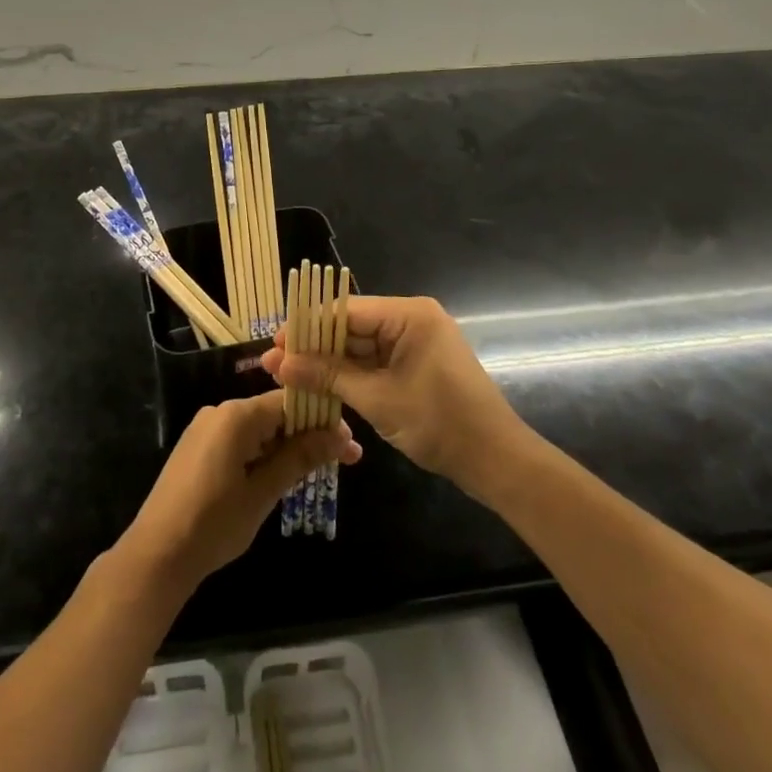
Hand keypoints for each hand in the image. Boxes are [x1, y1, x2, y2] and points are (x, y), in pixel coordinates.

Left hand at [117, 391, 359, 596]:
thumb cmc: (212, 524)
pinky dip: (264, 454)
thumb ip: (299, 459)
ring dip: (287, 447)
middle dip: (308, 434)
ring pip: (259, 429)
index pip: (289, 402)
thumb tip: (339, 436)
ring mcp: (206, 429)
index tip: (349, 443)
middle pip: (274, 413)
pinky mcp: (198, 448)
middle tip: (343, 460)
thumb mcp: (262, 493)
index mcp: (235, 416)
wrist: (156, 556)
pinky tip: (282, 474)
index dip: (321, 419)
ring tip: (318, 470)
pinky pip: (241, 440)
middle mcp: (220, 412)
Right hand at [262, 296, 522, 493]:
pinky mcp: (418, 363)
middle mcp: (412, 318)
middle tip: (277, 366)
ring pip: (361, 345)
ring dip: (330, 363)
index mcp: (409, 314)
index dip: (307, 327)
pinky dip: (352, 375)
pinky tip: (323, 387)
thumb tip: (279, 362)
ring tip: (291, 378)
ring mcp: (417, 341)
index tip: (275, 345)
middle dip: (315, 347)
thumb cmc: (439, 422)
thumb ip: (327, 376)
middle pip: (352, 326)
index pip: (345, 310)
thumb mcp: (377, 398)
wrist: (496, 461)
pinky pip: (377, 361)